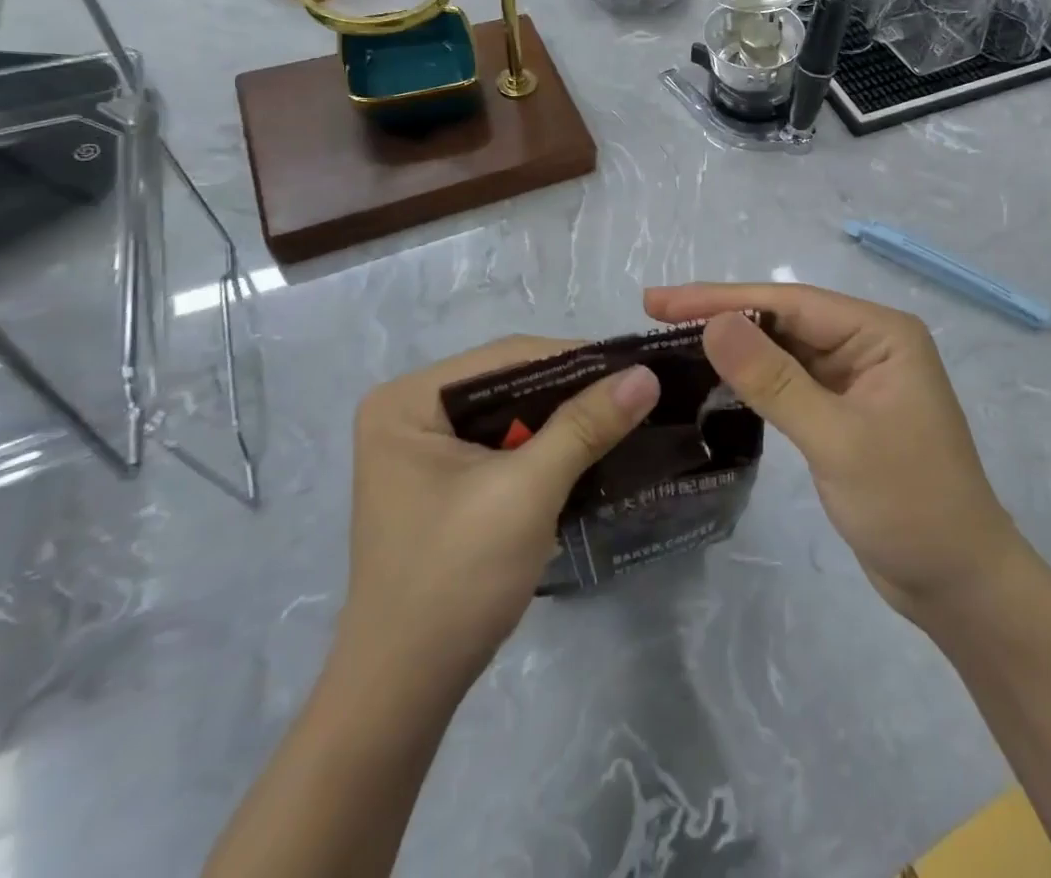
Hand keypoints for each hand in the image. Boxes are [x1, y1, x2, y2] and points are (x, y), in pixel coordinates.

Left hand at [338, 336, 659, 683]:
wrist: (404, 691)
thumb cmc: (456, 578)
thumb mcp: (527, 492)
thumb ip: (586, 425)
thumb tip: (646, 374)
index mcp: (407, 400)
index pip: (506, 357)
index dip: (575, 359)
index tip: (635, 367)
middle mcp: (409, 412)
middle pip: (509, 382)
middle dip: (572, 391)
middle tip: (635, 393)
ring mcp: (423, 448)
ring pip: (511, 413)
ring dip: (564, 419)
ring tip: (624, 415)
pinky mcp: (442, 480)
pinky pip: (504, 444)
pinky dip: (546, 446)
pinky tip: (589, 449)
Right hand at [643, 284, 1022, 628]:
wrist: (958, 584)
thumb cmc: (909, 505)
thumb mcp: (837, 439)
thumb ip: (774, 380)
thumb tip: (715, 323)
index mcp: (881, 333)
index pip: (790, 303)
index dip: (723, 298)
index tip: (660, 300)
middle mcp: (869, 344)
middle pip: (785, 319)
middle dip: (723, 316)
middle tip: (655, 313)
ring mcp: (856, 378)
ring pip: (784, 349)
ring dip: (735, 346)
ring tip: (673, 340)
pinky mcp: (843, 411)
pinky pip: (790, 382)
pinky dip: (753, 379)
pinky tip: (715, 378)